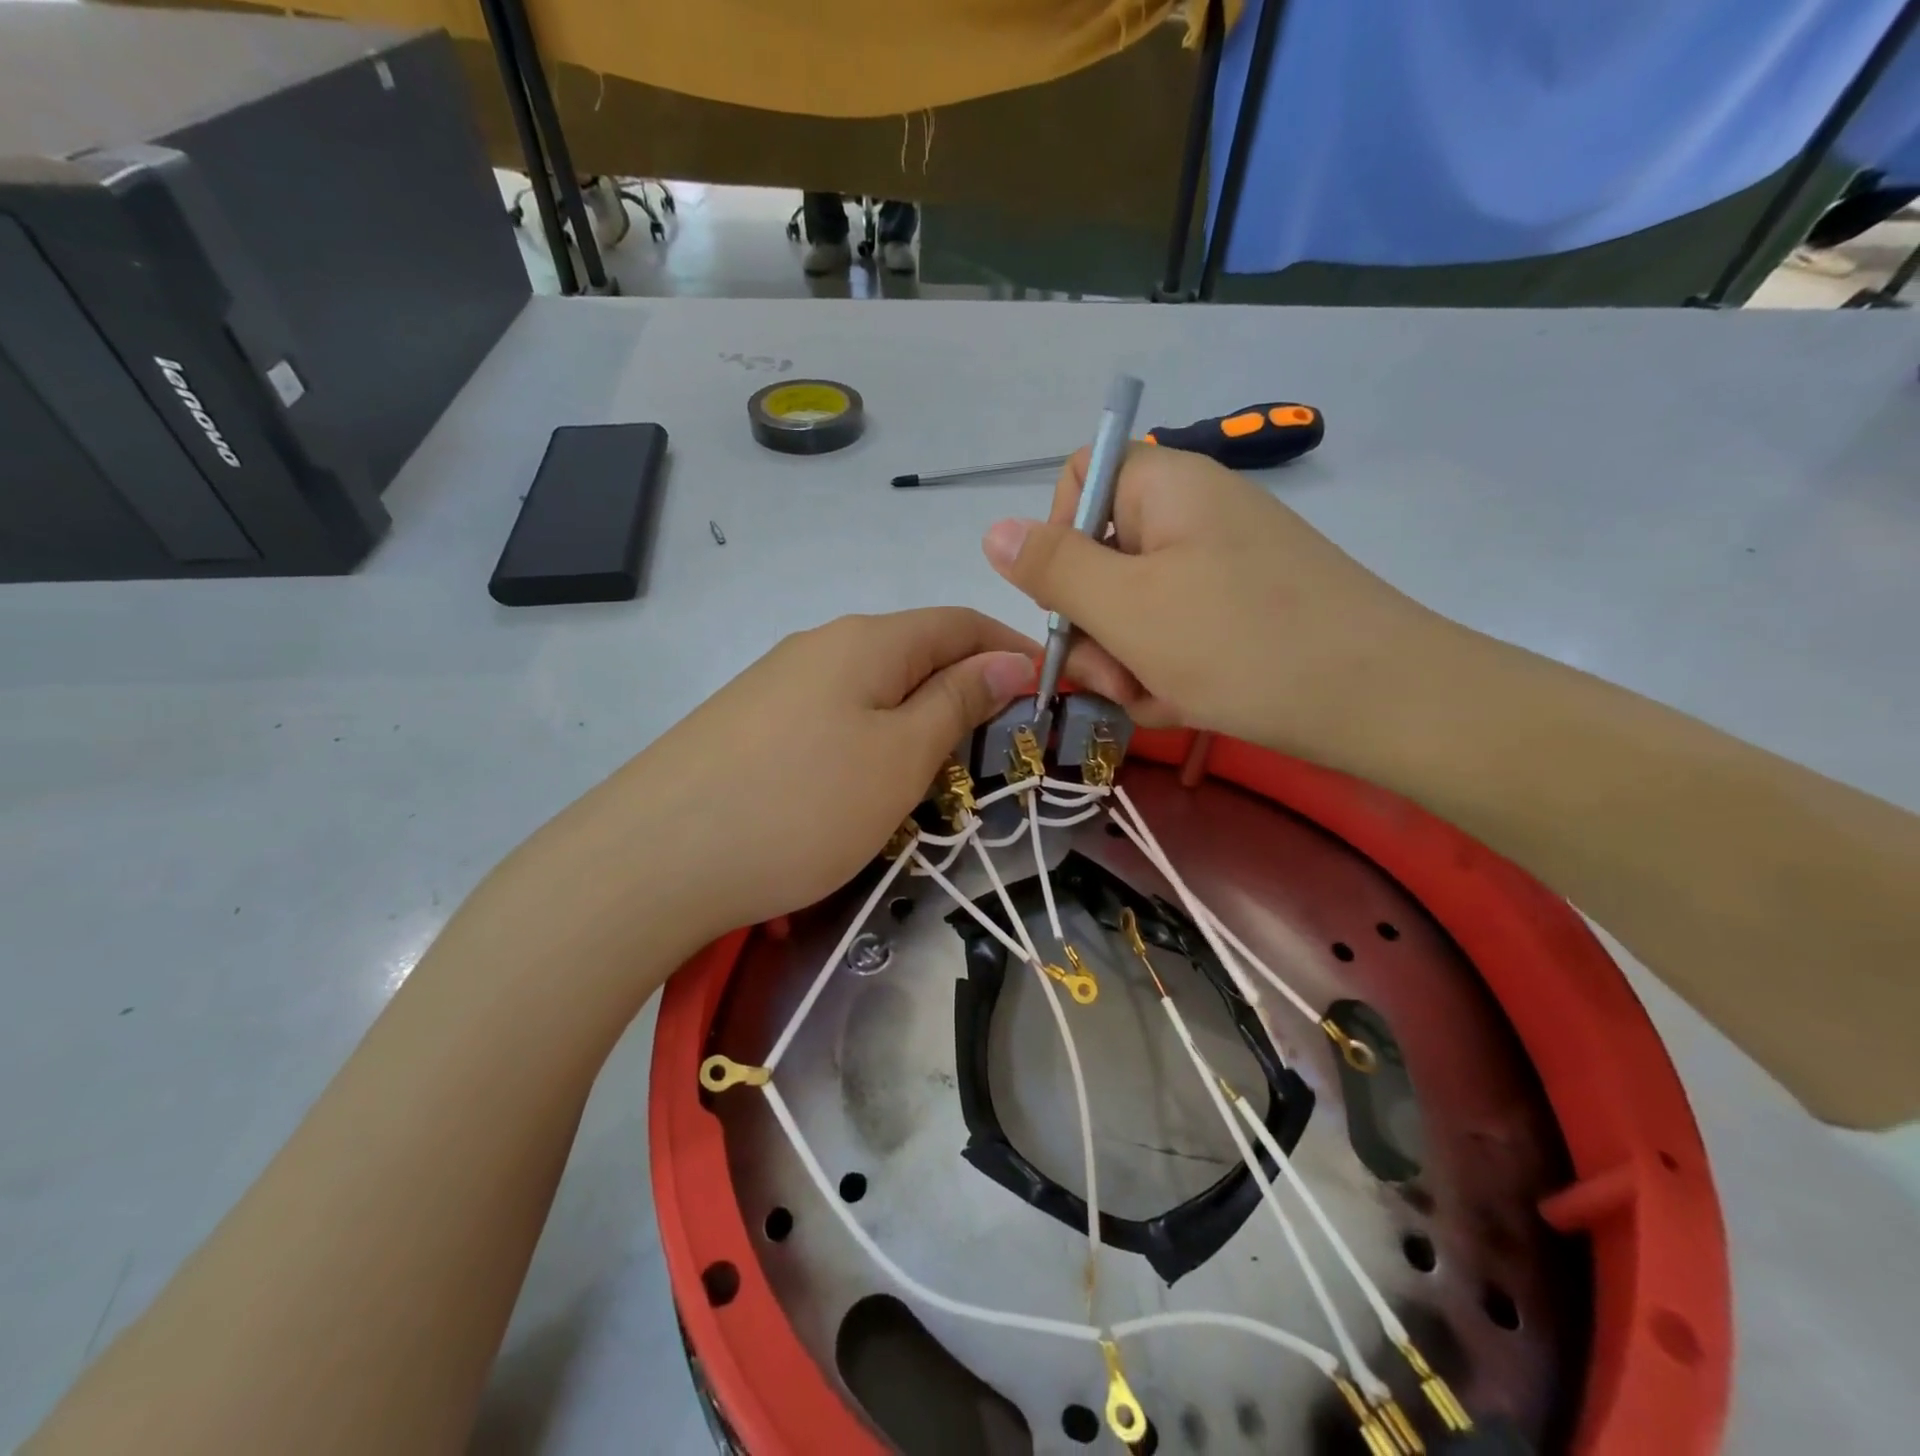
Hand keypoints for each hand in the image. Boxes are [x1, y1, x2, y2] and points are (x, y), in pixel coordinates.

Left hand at [546, 609, 1035, 956]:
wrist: (651, 859)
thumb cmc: (800, 806)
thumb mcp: (900, 757)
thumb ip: (957, 702)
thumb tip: (1008, 663)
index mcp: (867, 640)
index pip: (960, 623)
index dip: (1012, 652)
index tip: (1053, 695)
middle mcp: (821, 645)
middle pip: (916, 652)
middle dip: (968, 690)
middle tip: (1001, 749)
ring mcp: (777, 683)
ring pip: (873, 688)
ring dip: (919, 719)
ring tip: (941, 775)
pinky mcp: (748, 724)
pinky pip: (833, 717)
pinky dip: (871, 740)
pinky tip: (864, 784)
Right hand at [981, 445, 1444, 760]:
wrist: (1383, 702)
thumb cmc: (1240, 643)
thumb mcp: (1127, 608)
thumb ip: (1052, 568)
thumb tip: (993, 530)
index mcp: (1165, 487)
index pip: (1077, 482)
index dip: (1056, 540)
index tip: (1069, 601)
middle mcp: (1193, 515)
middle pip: (1102, 557)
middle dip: (1096, 628)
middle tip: (1117, 676)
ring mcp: (1223, 567)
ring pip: (1135, 610)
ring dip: (1130, 662)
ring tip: (1161, 698)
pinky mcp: (1244, 613)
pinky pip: (1177, 636)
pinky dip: (1170, 672)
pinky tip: (1187, 705)